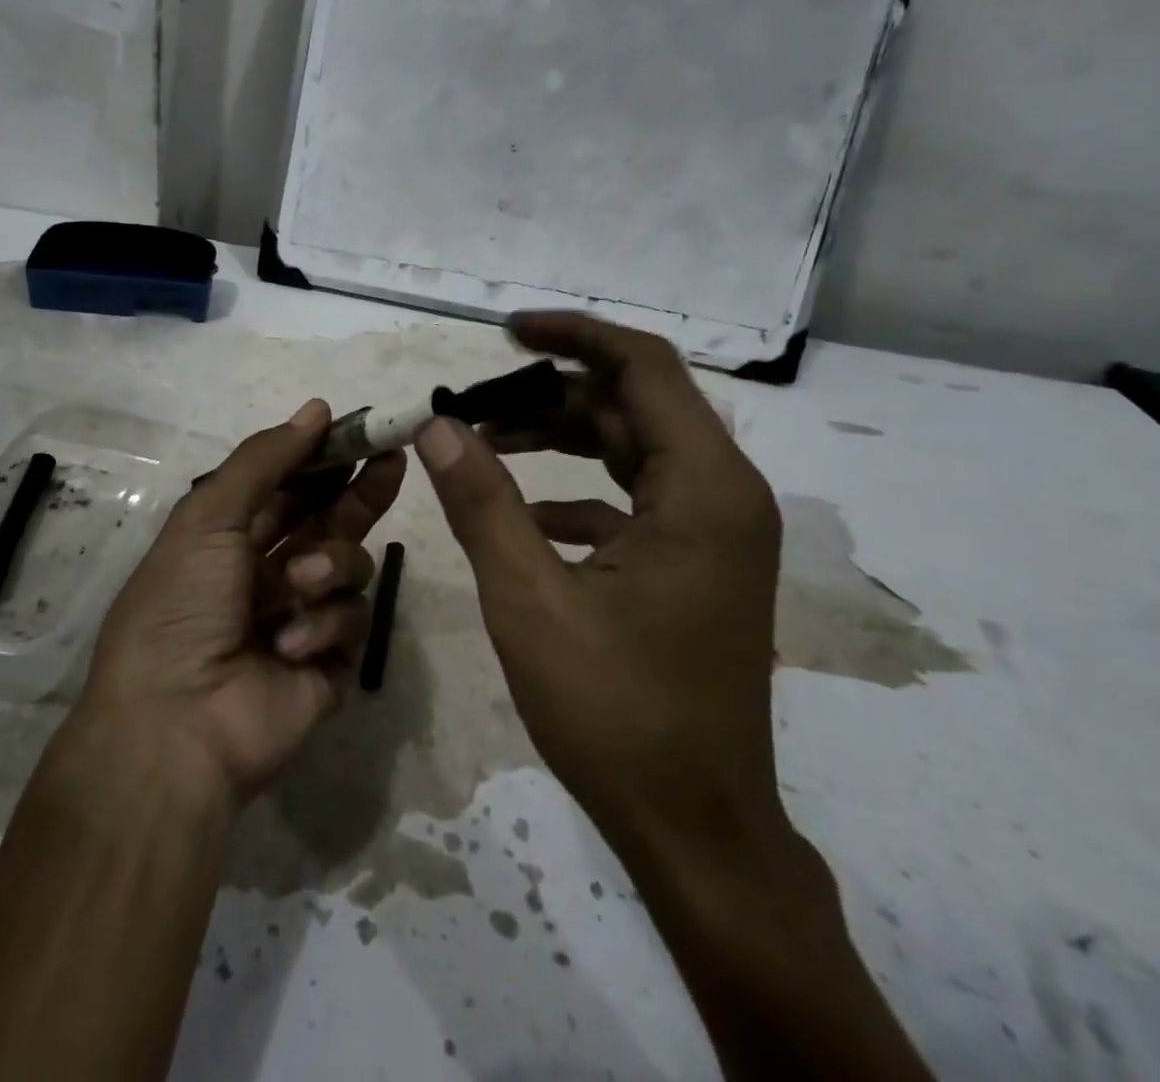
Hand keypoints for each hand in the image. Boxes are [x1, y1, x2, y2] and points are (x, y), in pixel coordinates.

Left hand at [75, 399, 405, 805]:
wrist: (175, 725)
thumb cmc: (181, 607)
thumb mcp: (209, 518)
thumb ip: (264, 460)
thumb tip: (316, 408)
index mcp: (233, 539)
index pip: (290, 487)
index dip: (322, 458)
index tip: (359, 431)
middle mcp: (270, 573)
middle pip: (332, 519)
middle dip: (360, 490)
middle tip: (391, 459)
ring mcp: (304, 617)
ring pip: (349, 565)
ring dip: (330, 565)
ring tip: (299, 584)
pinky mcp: (331, 661)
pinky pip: (352, 620)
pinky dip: (325, 624)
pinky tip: (289, 645)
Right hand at [416, 311, 784, 850]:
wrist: (696, 829)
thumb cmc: (617, 714)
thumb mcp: (530, 601)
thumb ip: (483, 503)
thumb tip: (437, 426)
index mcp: (702, 490)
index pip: (644, 367)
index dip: (573, 334)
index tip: (506, 330)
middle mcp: (722, 495)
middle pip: (633, 405)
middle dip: (549, 393)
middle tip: (473, 402)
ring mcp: (714, 531)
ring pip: (631, 448)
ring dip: (558, 437)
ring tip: (483, 442)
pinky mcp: (696, 562)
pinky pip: (633, 497)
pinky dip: (576, 490)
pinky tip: (520, 513)